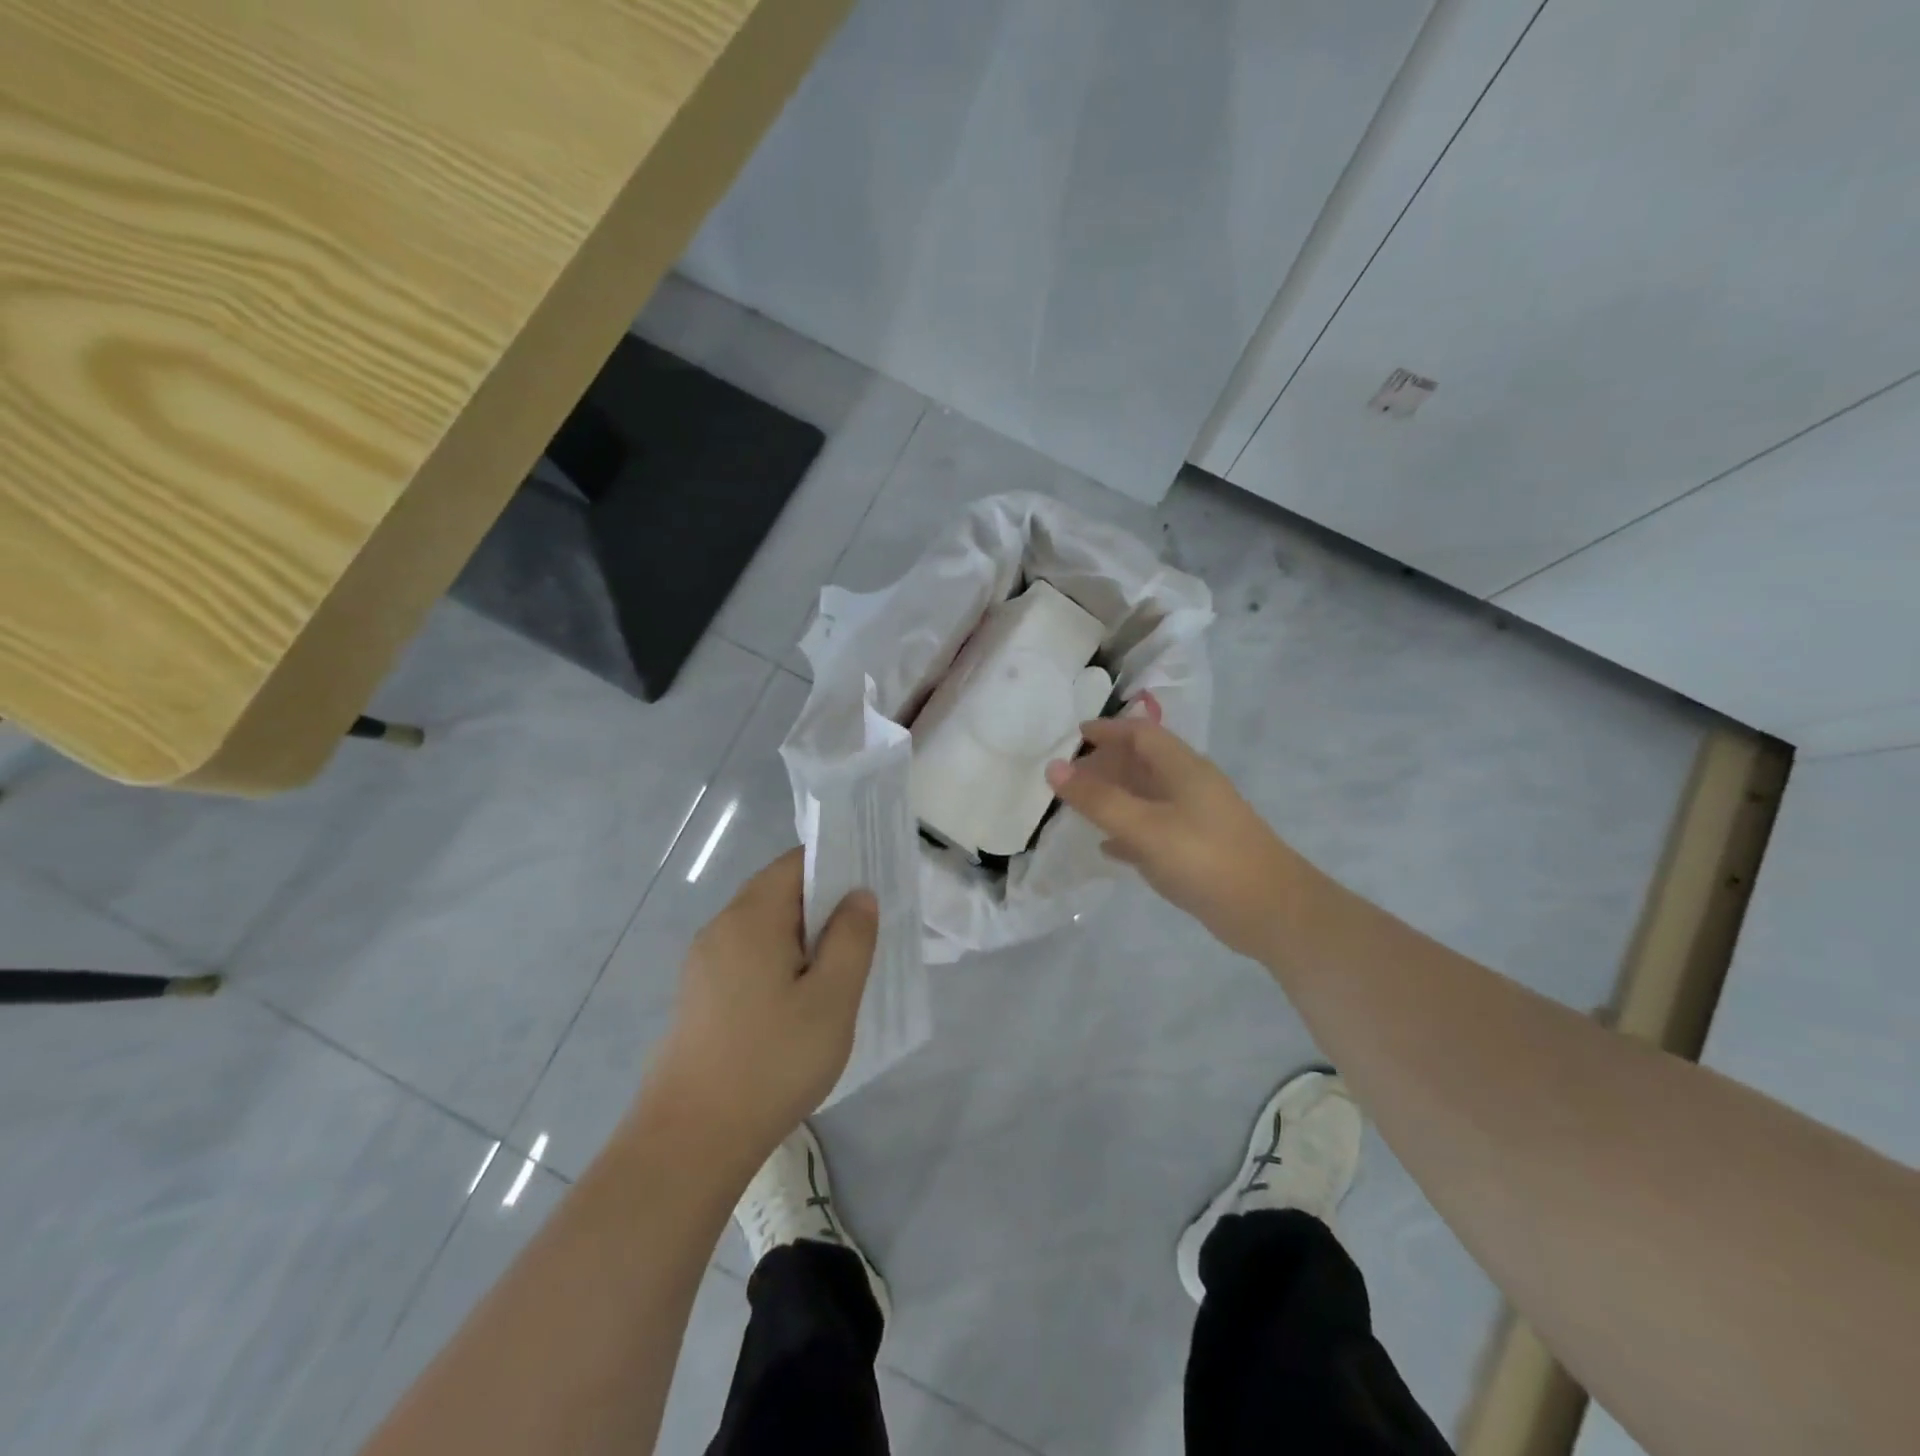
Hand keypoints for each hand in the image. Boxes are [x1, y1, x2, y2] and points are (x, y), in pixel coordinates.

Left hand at [644, 849, 877, 1170]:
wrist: (690, 1142)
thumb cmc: (772, 1061)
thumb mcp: (832, 999)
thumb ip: (852, 938)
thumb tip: (859, 894)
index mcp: (751, 917)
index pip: (795, 863)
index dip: (836, 866)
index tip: (870, 889)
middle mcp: (720, 929)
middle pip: (778, 894)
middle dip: (823, 907)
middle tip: (864, 936)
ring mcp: (703, 965)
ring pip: (764, 930)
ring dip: (802, 940)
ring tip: (839, 972)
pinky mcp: (699, 998)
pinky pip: (748, 960)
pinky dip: (779, 965)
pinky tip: (799, 1004)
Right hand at [1046, 711, 1297, 958]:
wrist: (1272, 912)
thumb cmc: (1206, 859)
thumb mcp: (1146, 827)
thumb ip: (1099, 799)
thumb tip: (1053, 767)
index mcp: (1184, 768)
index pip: (1141, 733)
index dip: (1108, 730)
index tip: (1073, 737)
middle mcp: (1191, 786)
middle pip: (1143, 762)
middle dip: (1106, 764)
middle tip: (1068, 777)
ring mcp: (1196, 819)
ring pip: (1147, 796)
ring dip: (1114, 796)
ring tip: (1078, 807)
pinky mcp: (1197, 850)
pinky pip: (1154, 829)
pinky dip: (1128, 830)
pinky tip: (1107, 847)